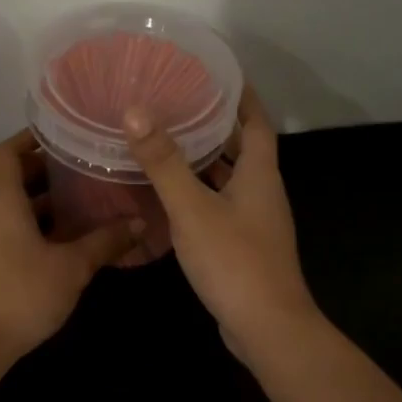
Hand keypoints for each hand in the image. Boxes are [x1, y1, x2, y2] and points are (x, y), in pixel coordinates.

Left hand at [0, 131, 140, 361]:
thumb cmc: (21, 294)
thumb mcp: (71, 267)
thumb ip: (105, 242)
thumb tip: (140, 224)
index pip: (7, 151)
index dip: (32, 139)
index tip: (64, 137)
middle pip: (7, 176)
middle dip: (42, 171)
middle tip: (81, 169)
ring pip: (4, 204)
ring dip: (36, 200)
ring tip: (76, 201)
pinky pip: (0, 226)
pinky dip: (25, 222)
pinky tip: (57, 239)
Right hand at [123, 89, 321, 361]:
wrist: (266, 327)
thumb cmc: (234, 261)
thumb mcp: (193, 208)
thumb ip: (164, 162)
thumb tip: (135, 111)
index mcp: (259, 174)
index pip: (256, 122)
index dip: (241, 96)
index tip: (218, 74)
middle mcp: (263, 193)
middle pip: (244, 148)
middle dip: (218, 125)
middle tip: (181, 104)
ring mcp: (256, 222)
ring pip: (231, 179)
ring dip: (208, 160)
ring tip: (170, 142)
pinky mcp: (245, 247)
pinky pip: (222, 206)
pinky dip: (202, 193)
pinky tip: (173, 197)